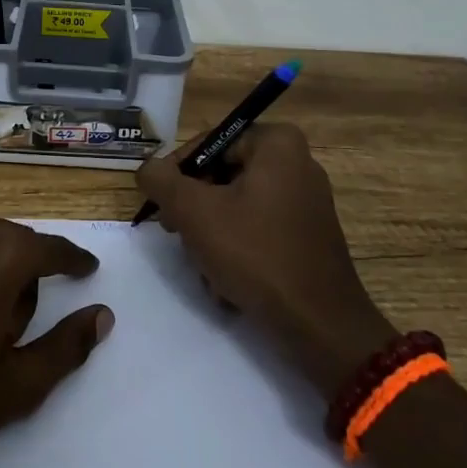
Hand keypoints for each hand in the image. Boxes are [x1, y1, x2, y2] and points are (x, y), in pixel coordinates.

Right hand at [136, 123, 396, 398]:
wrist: (319, 324)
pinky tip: (228, 284)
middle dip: (196, 211)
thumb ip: (161, 181)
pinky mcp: (308, 236)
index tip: (163, 207)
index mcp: (277, 143)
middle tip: (178, 236)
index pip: (208, 144)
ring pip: (236, 207)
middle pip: (222, 176)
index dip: (177, 174)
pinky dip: (238, 252)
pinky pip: (259, 230)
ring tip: (206, 269)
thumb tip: (148, 169)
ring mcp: (306, 201)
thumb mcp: (194, 212)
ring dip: (212, 238)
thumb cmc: (255, 253)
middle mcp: (297, 163)